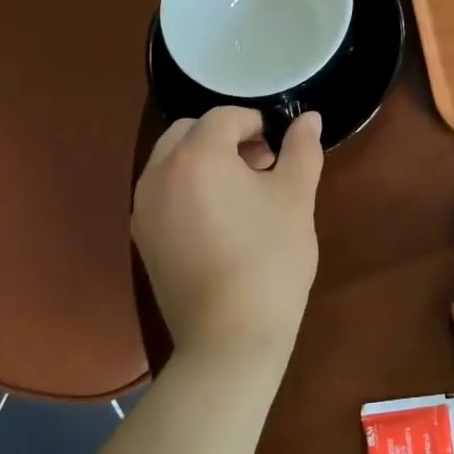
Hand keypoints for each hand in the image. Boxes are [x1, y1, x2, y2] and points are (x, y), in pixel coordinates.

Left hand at [132, 107, 323, 371]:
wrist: (230, 337)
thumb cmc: (269, 258)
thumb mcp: (295, 197)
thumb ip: (302, 149)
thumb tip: (310, 118)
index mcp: (196, 155)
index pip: (224, 117)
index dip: (256, 123)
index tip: (279, 150)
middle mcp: (159, 174)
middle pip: (189, 132)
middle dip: (225, 138)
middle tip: (261, 167)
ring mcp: (144, 208)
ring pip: (171, 162)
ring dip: (204, 161)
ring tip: (242, 194)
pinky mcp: (143, 239)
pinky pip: (163, 194)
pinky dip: (187, 189)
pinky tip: (219, 222)